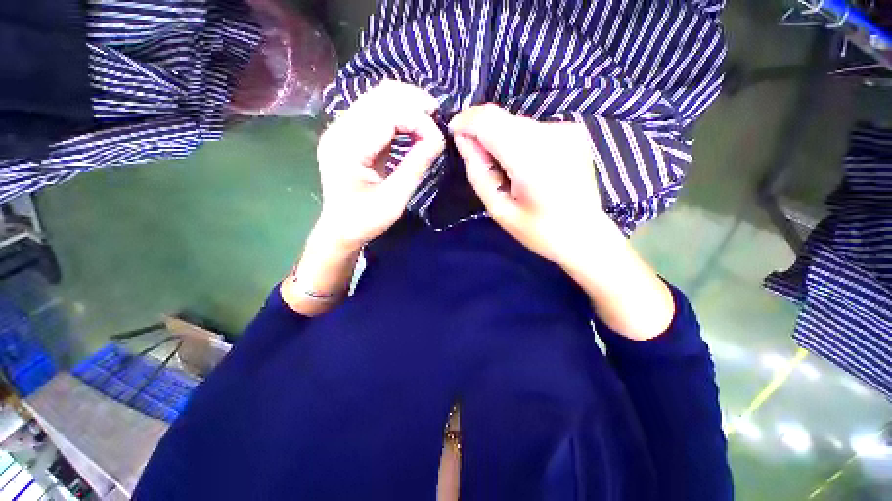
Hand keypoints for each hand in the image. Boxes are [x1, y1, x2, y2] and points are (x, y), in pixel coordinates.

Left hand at [315, 80, 445, 250]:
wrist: (339, 229)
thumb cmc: (365, 220)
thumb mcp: (394, 200)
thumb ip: (415, 167)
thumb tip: (438, 140)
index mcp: (347, 148)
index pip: (387, 115)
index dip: (418, 121)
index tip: (438, 140)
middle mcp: (339, 130)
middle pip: (380, 96)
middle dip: (414, 102)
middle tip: (438, 118)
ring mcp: (341, 129)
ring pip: (378, 98)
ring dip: (407, 104)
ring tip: (429, 120)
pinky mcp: (348, 133)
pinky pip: (376, 111)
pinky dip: (398, 114)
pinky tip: (413, 126)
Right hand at [450, 104, 673, 339]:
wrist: (586, 235)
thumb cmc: (541, 232)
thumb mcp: (500, 211)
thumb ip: (478, 173)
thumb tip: (464, 141)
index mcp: (531, 160)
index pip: (488, 121)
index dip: (465, 122)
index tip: (454, 134)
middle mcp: (551, 135)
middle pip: (501, 118)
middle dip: (482, 135)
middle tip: (484, 167)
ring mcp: (566, 130)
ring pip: (514, 123)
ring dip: (500, 141)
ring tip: (508, 173)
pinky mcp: (572, 131)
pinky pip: (531, 129)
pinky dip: (518, 143)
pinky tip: (526, 168)